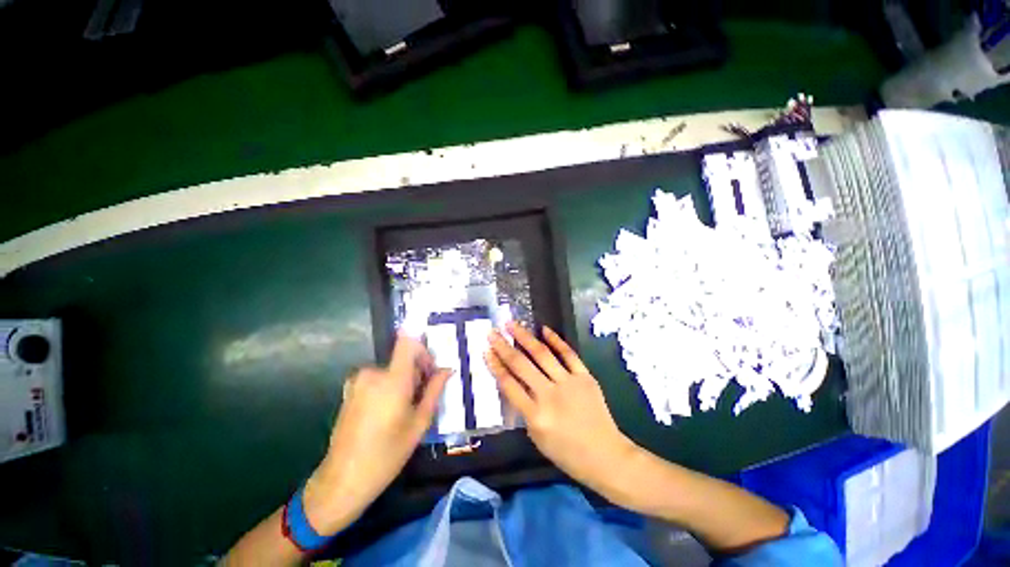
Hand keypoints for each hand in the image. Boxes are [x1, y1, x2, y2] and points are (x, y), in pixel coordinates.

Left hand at [302, 335, 451, 534]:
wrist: (342, 480)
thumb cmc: (387, 453)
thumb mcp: (419, 422)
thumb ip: (435, 391)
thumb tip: (447, 370)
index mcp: (392, 379)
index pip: (408, 342)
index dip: (423, 351)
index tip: (430, 371)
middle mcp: (372, 374)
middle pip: (402, 359)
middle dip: (416, 373)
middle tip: (421, 399)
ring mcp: (357, 382)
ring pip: (391, 371)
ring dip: (402, 383)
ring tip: (404, 410)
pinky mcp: (349, 391)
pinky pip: (377, 379)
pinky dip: (387, 388)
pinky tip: (387, 414)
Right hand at [486, 323, 636, 497]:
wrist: (605, 455)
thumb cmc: (567, 453)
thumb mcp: (536, 436)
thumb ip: (524, 409)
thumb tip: (514, 383)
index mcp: (535, 415)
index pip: (509, 384)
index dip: (495, 365)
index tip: (486, 351)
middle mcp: (550, 395)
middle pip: (521, 365)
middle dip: (503, 347)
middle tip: (492, 332)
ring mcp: (569, 383)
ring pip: (542, 354)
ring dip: (524, 337)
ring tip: (511, 324)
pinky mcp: (585, 376)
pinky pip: (568, 354)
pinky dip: (556, 340)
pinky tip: (543, 329)